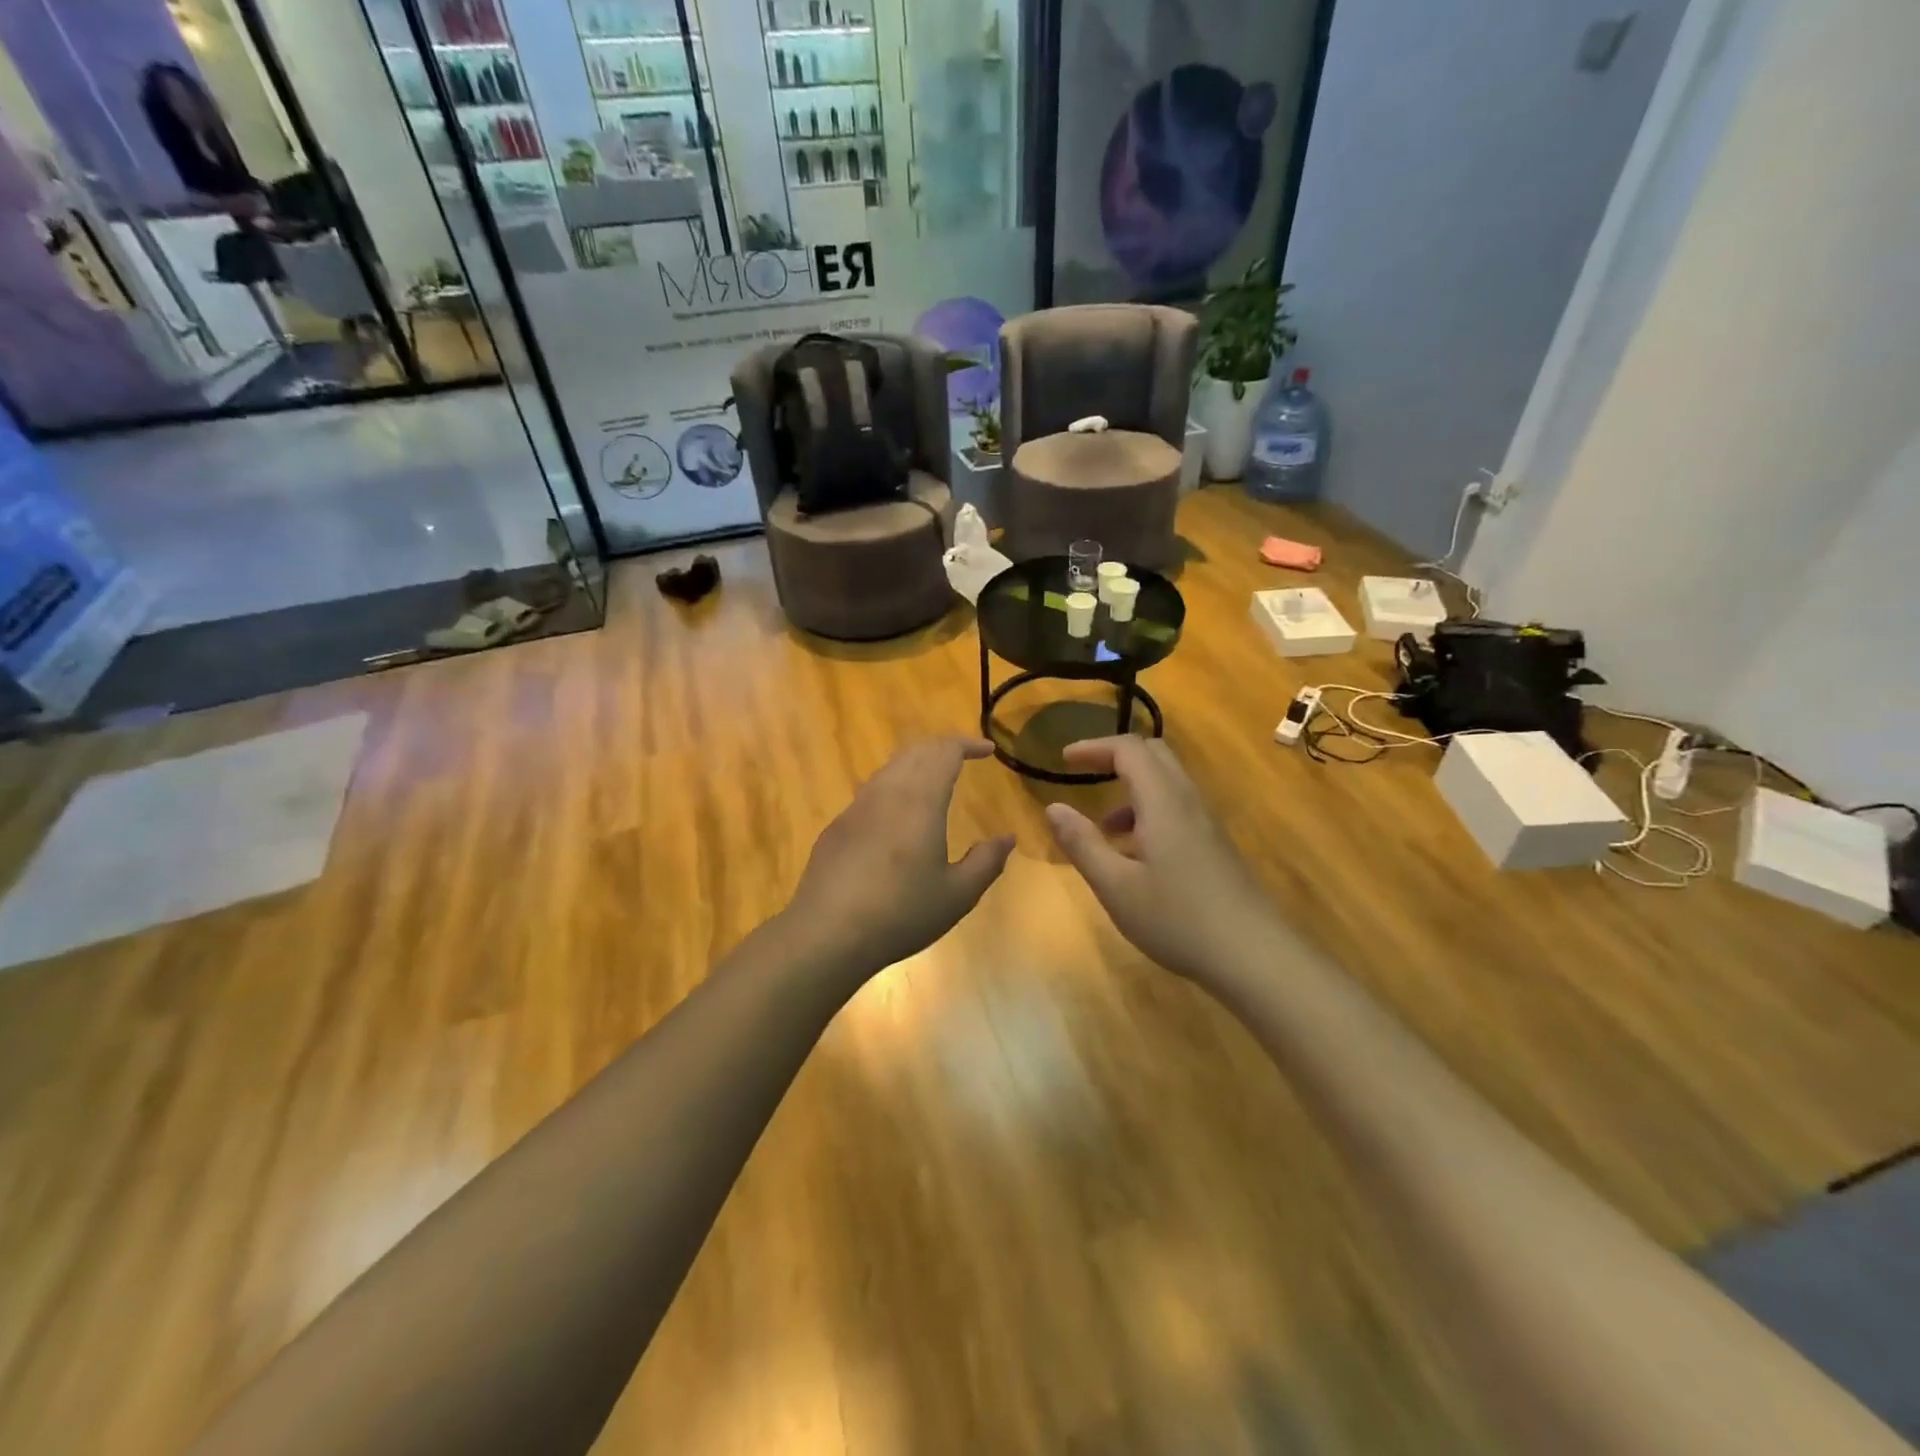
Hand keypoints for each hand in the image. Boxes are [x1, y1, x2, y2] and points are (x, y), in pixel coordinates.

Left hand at [784, 738, 1014, 979]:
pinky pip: (871, 792)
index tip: (987, 749)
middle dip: (942, 748)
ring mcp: (856, 808)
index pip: (945, 752)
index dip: (968, 744)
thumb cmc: (901, 913)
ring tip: (934, 781)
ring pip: (890, 768)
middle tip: (964, 757)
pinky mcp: (837, 827)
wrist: (827, 933)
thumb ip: (986, 862)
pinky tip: (898, 816)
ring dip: (916, 765)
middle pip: (915, 751)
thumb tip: (1007, 838)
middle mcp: (886, 792)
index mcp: (920, 800)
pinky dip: (894, 787)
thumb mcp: (957, 895)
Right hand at [1045, 737, 1281, 984]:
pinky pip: (1177, 807)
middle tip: (1083, 775)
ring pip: (1167, 782)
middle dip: (1114, 757)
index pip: (1128, 749)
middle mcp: (1187, 801)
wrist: (1254, 955)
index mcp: (1163, 801)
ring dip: (1131, 789)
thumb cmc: (1178, 919)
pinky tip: (1135, 855)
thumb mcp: (1116, 886)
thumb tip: (1053, 807)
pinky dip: (1148, 811)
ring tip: (1103, 829)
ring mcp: (1206, 822)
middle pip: (1153, 754)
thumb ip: (1082, 843)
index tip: (1064, 760)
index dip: (1093, 747)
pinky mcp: (1215, 844)